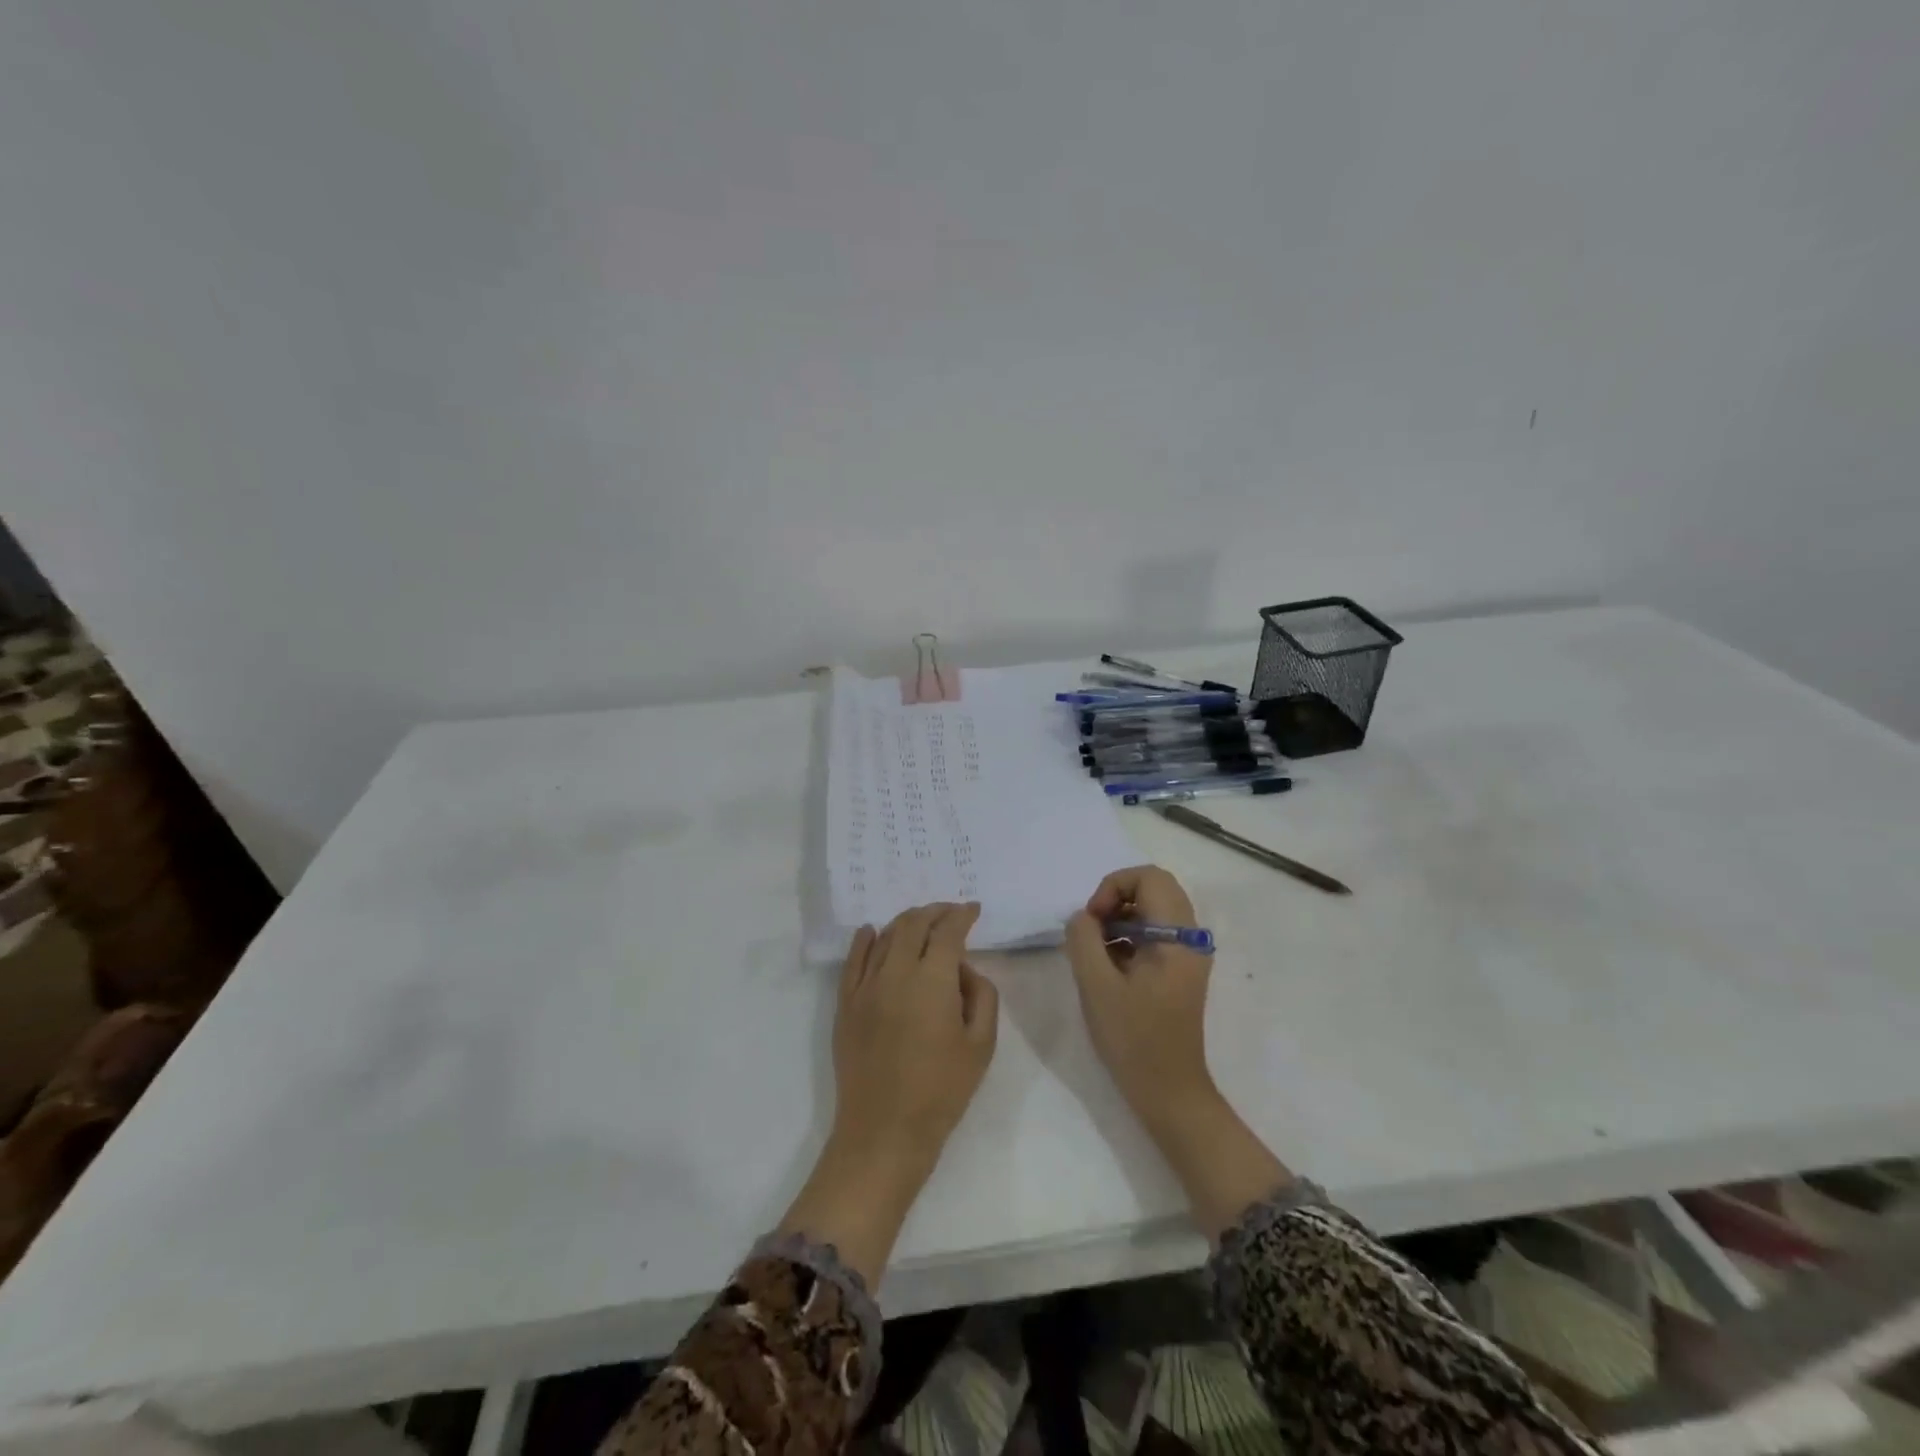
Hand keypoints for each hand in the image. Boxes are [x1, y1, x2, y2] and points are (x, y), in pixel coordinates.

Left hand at [778, 902, 998, 1283]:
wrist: (884, 1132)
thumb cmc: (942, 1091)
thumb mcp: (982, 1045)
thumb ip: (982, 995)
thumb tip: (964, 970)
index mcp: (933, 980)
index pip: (948, 931)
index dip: (962, 915)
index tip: (973, 910)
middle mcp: (896, 972)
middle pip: (914, 924)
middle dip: (935, 911)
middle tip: (950, 912)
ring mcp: (866, 986)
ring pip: (884, 937)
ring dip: (905, 922)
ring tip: (921, 922)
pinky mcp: (846, 1004)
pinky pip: (853, 960)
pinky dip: (864, 939)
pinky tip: (871, 931)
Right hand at [1065, 867, 1292, 1238]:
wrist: (1169, 1092)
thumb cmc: (1134, 1039)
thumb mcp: (1096, 986)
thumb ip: (1083, 939)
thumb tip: (1081, 916)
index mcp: (1178, 936)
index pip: (1149, 878)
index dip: (1113, 887)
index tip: (1092, 921)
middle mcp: (1191, 937)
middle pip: (1153, 888)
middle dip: (1116, 899)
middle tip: (1092, 929)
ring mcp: (1188, 954)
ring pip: (1154, 910)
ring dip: (1121, 918)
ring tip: (1097, 950)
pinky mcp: (1180, 970)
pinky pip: (1155, 932)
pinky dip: (1129, 936)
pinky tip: (1110, 966)